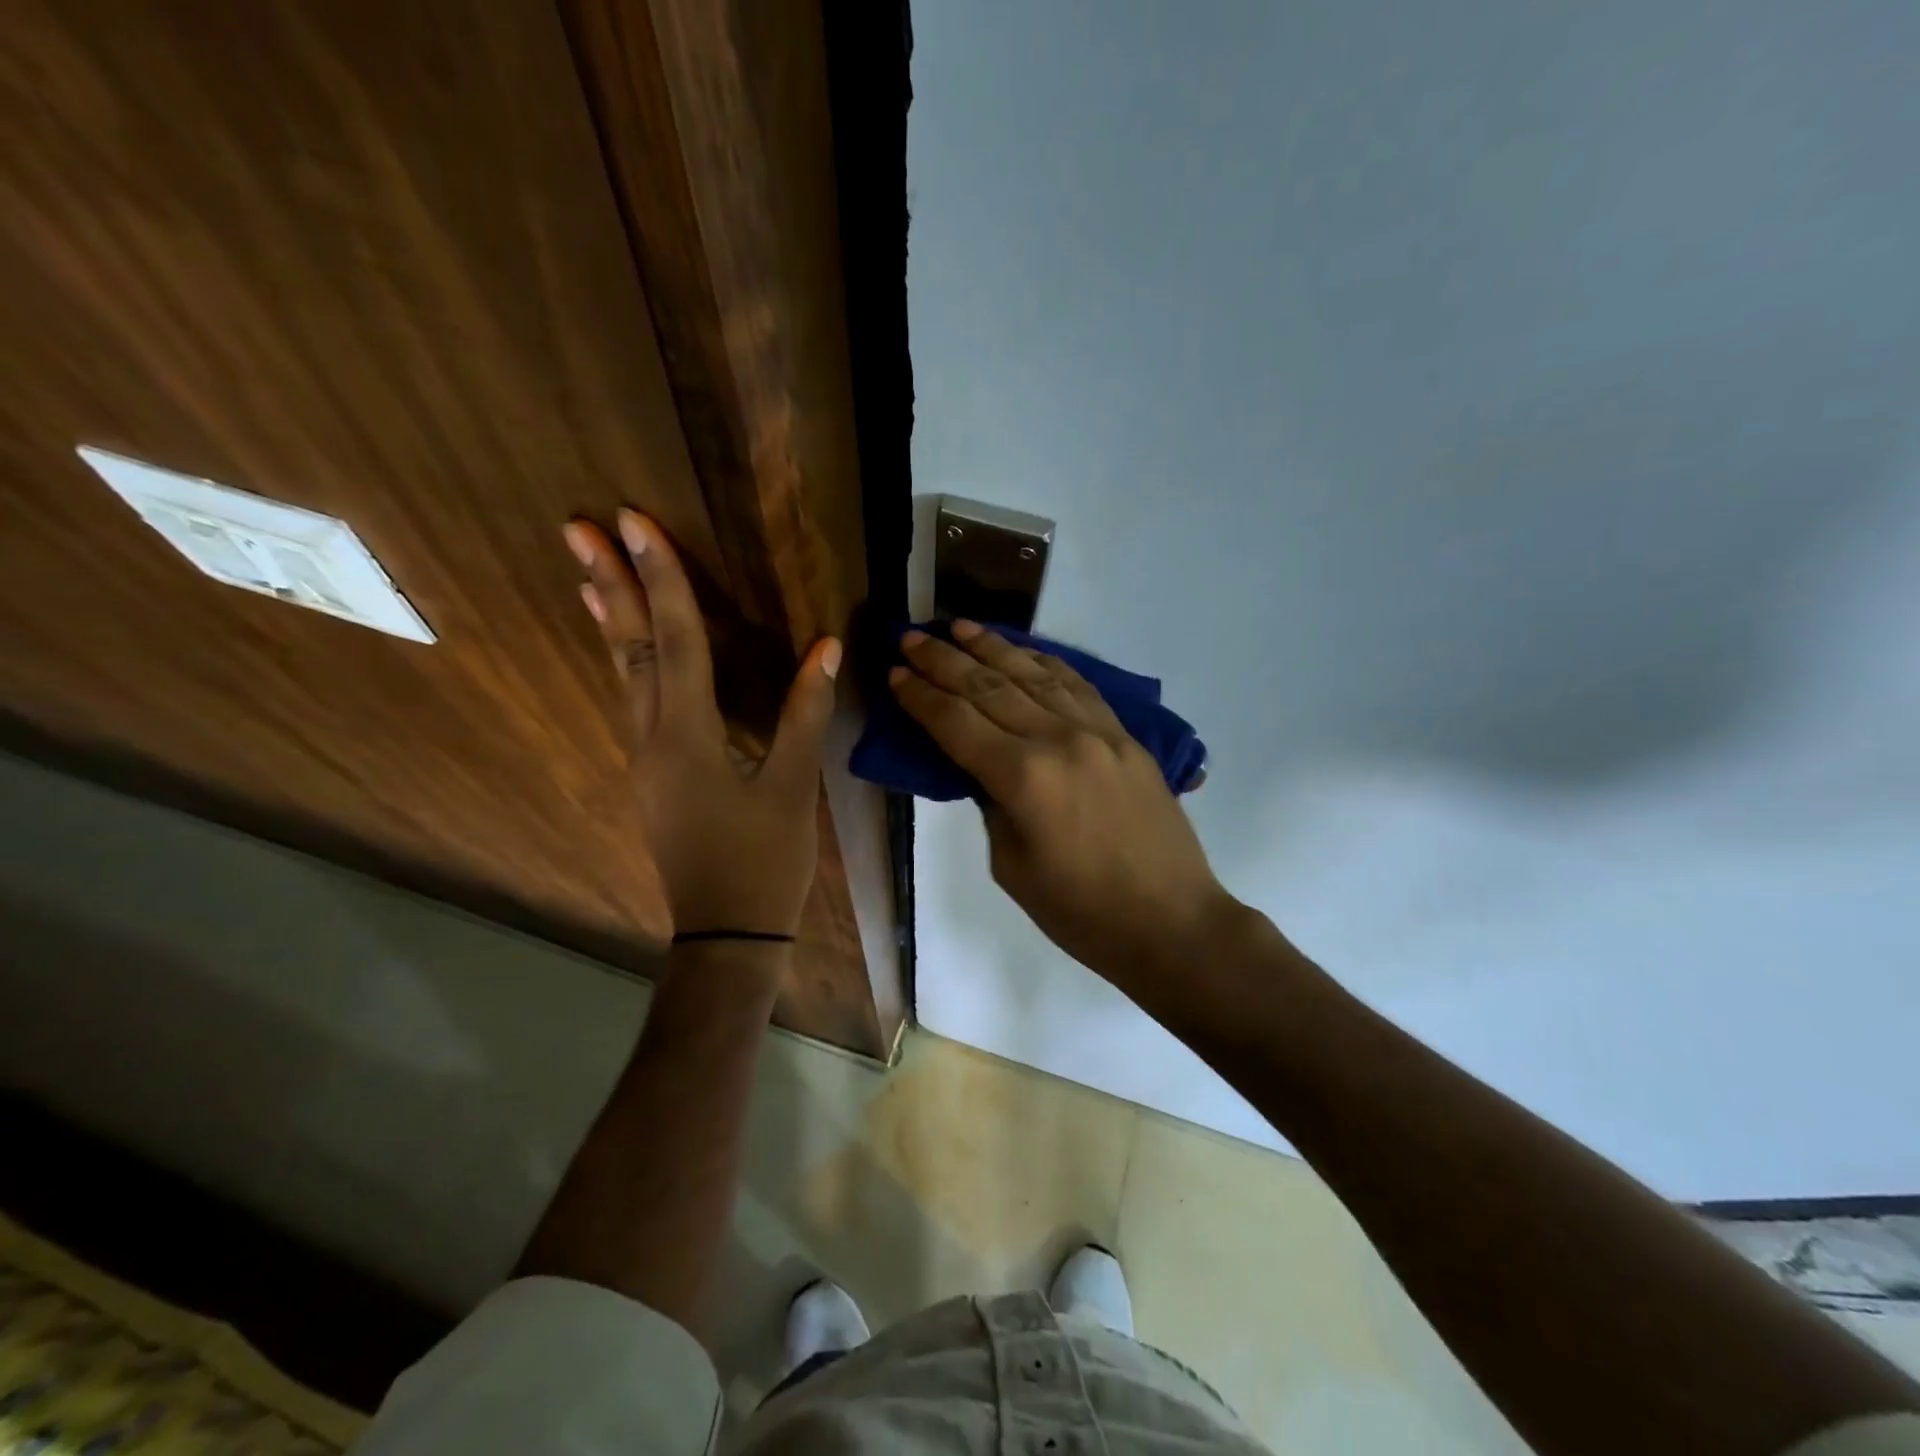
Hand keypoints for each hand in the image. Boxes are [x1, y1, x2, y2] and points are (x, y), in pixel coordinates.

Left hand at [565, 510, 840, 937]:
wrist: (727, 933)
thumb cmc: (765, 861)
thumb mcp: (794, 787)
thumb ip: (806, 713)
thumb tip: (826, 647)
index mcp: (688, 736)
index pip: (675, 640)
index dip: (662, 578)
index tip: (635, 523)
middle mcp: (652, 738)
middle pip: (632, 649)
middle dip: (611, 584)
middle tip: (580, 527)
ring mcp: (645, 758)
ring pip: (624, 675)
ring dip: (613, 620)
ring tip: (592, 573)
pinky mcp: (652, 775)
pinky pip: (633, 701)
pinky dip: (629, 661)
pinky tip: (629, 648)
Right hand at [889, 622, 1237, 987]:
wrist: (1170, 921)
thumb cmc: (1080, 912)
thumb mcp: (1012, 866)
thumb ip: (992, 804)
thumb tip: (982, 767)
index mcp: (1023, 778)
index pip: (957, 723)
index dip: (921, 697)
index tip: (895, 675)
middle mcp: (1058, 739)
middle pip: (989, 688)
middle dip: (944, 660)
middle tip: (911, 638)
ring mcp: (1097, 732)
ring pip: (1034, 675)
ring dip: (993, 647)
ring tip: (961, 627)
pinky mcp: (1125, 736)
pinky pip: (1078, 686)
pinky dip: (1046, 662)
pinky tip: (1025, 651)